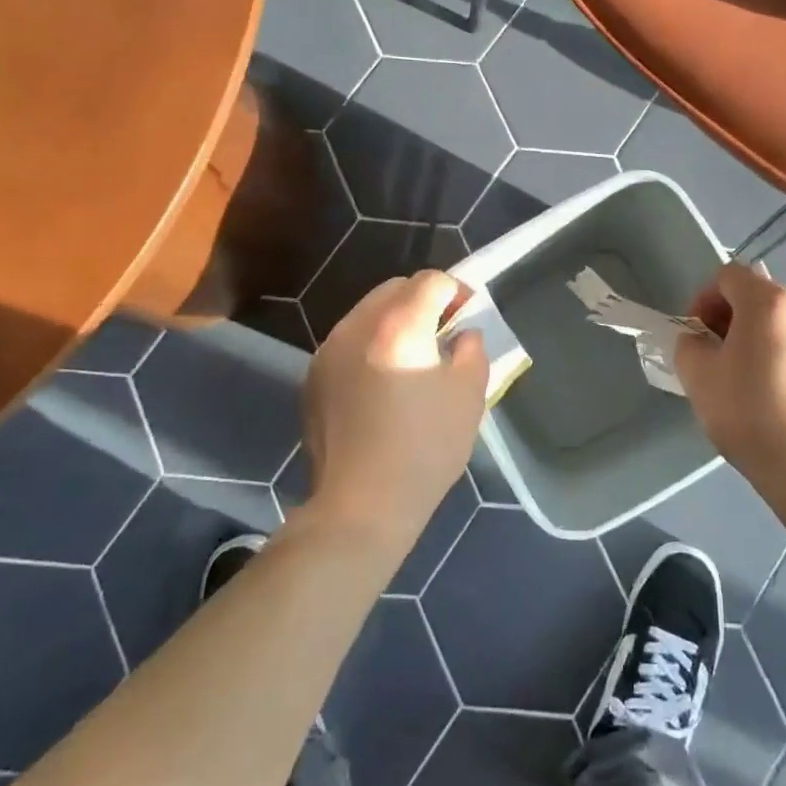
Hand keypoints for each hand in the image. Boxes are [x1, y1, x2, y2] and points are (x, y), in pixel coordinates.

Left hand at [298, 270, 489, 552]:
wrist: (361, 505)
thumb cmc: (425, 449)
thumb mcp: (469, 396)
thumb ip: (472, 350)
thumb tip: (462, 335)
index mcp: (400, 325)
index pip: (431, 281)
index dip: (457, 291)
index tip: (469, 317)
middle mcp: (357, 325)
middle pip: (395, 288)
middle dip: (424, 300)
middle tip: (444, 332)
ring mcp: (329, 350)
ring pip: (368, 312)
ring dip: (395, 320)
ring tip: (412, 357)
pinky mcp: (313, 376)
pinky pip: (349, 341)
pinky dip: (371, 345)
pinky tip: (382, 383)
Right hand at [673, 262, 785, 494]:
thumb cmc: (748, 412)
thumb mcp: (698, 376)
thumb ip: (689, 345)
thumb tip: (700, 341)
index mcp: (768, 303)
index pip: (729, 275)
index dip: (704, 299)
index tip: (697, 334)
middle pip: (759, 296)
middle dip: (731, 318)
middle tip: (716, 356)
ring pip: (783, 324)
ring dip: (759, 338)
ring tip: (746, 379)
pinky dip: (784, 359)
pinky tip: (776, 397)